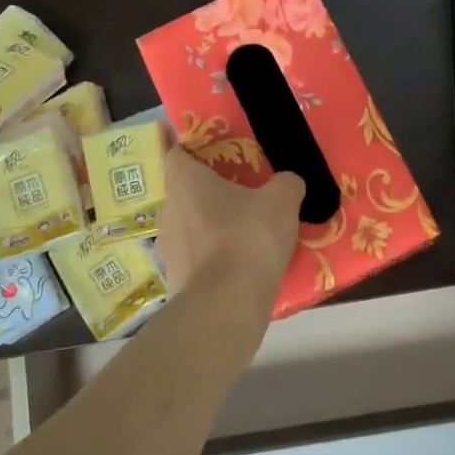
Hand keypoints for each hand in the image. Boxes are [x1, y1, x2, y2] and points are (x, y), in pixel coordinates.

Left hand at [157, 146, 304, 294]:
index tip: (211, 153)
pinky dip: (212, 261)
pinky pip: (195, 261)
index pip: (176, 153)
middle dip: (207, 193)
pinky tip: (238, 268)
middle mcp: (167, 210)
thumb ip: (286, 184)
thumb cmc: (248, 238)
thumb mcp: (282, 201)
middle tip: (239, 196)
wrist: (226, 305)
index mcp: (185, 182)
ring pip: (188, 228)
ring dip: (209, 229)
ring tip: (242, 236)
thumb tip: (287, 183)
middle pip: (184, 193)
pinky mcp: (174, 281)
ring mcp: (166, 249)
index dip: (191, 149)